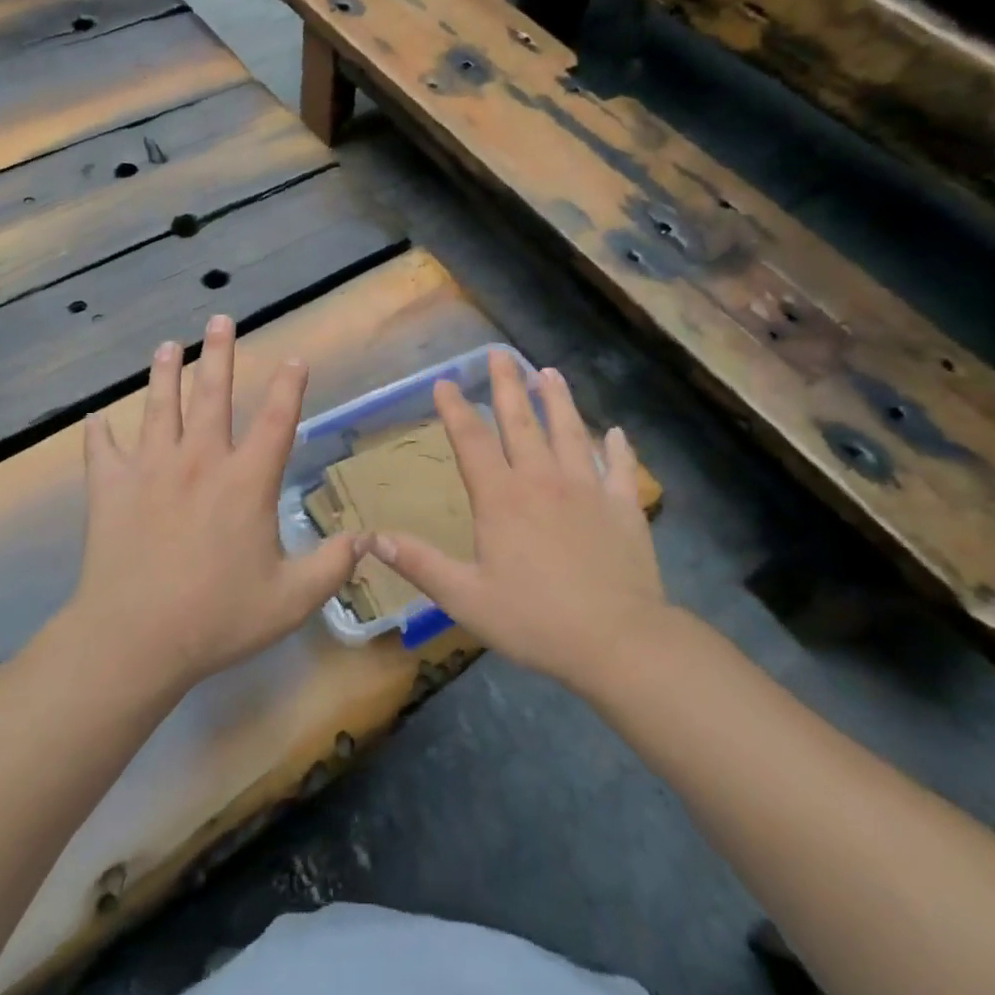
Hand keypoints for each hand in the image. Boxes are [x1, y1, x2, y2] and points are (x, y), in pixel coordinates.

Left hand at [75, 315, 362, 690]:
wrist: (135, 637)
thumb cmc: (218, 617)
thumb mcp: (291, 600)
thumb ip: (331, 566)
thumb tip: (363, 539)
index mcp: (246, 481)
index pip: (277, 420)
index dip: (289, 386)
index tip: (294, 358)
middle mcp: (200, 461)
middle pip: (212, 395)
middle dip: (219, 354)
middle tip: (219, 319)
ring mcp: (151, 469)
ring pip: (159, 408)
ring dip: (164, 374)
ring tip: (166, 346)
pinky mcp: (111, 488)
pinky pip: (102, 451)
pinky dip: (99, 434)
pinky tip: (94, 419)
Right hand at [366, 353, 666, 690]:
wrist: (618, 641)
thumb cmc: (535, 620)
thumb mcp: (466, 598)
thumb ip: (420, 564)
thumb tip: (371, 538)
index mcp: (502, 498)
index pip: (472, 442)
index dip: (456, 410)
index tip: (445, 381)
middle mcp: (543, 481)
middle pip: (521, 423)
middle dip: (507, 385)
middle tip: (500, 353)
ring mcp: (587, 489)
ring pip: (569, 432)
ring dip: (558, 400)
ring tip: (549, 372)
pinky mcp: (623, 507)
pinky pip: (619, 469)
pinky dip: (617, 448)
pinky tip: (615, 432)